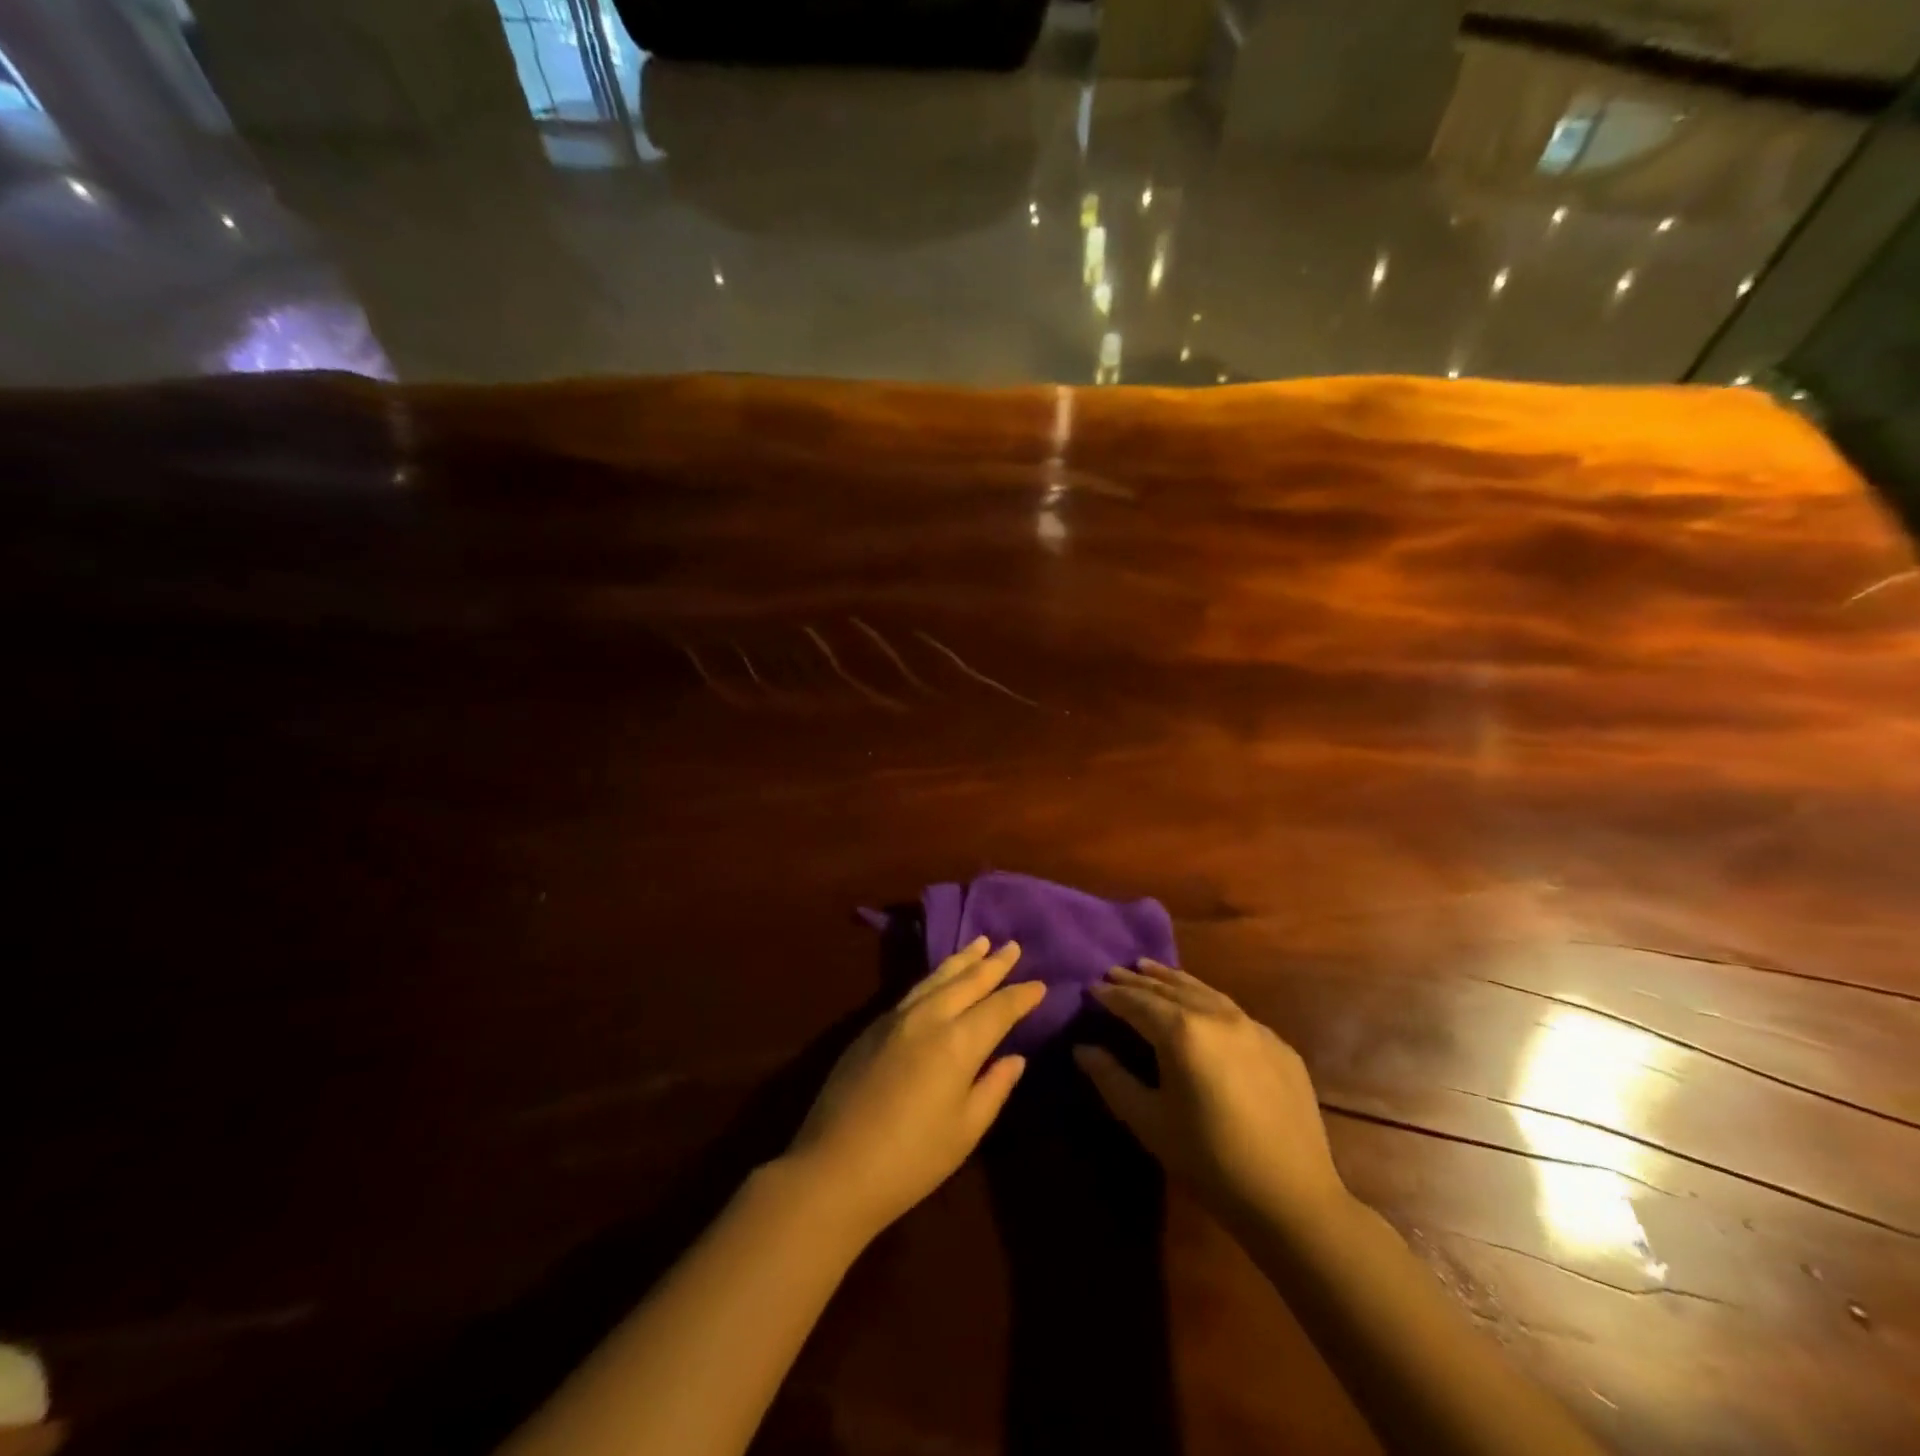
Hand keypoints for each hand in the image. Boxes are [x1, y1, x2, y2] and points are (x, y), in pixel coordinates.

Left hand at [785, 938, 1044, 1240]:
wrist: (834, 1168)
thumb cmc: (911, 1160)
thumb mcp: (965, 1131)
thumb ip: (993, 1088)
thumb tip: (1015, 1058)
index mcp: (957, 1043)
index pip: (998, 1008)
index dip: (1021, 996)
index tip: (1041, 984)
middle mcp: (928, 1018)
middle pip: (967, 981)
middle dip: (993, 964)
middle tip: (1013, 946)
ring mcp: (895, 1018)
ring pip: (936, 978)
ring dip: (962, 960)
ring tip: (980, 943)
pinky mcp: (871, 1027)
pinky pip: (913, 990)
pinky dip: (934, 977)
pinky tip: (940, 978)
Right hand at [1075, 962, 1346, 1220]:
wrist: (1292, 1197)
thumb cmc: (1209, 1160)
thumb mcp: (1150, 1122)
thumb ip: (1112, 1079)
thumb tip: (1082, 1049)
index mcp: (1182, 1032)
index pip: (1137, 1002)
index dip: (1112, 995)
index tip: (1091, 987)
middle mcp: (1217, 1016)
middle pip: (1169, 989)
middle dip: (1138, 981)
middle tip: (1114, 972)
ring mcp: (1252, 1027)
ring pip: (1203, 991)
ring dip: (1172, 980)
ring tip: (1149, 969)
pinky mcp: (1277, 1044)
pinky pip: (1232, 1010)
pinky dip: (1205, 999)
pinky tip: (1200, 1005)